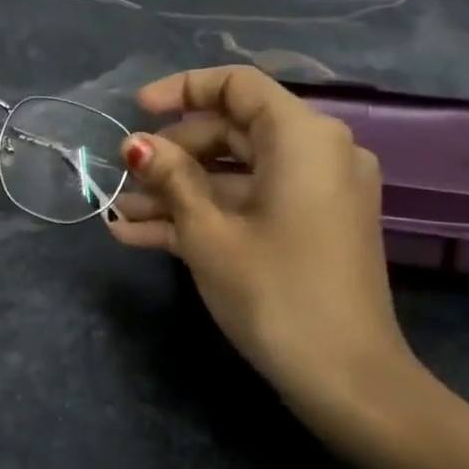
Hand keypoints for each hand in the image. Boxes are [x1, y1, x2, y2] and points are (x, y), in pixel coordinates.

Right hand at [108, 66, 423, 431]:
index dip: (181, 90)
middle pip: (231, 131)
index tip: (136, 111)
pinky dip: (203, 214)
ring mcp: (314, 194)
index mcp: (303, 138)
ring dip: (177, 192)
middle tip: (123, 177)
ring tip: (120, 215)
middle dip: (170, 154)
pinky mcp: (307, 227)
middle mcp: (317, 154)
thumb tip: (136, 145)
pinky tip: (142, 236)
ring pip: (233, 173)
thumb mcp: (208, 232)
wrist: (348, 382)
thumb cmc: (274, 292)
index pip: (237, 86)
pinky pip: (249, 204)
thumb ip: (170, 177)